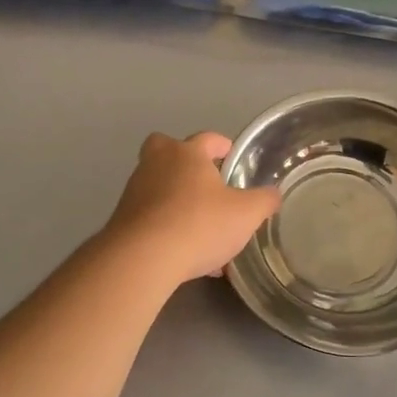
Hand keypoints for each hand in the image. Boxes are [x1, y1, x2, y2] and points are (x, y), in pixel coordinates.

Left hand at [103, 132, 281, 290]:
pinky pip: (153, 218)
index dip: (221, 146)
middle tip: (205, 182)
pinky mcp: (123, 220)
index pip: (207, 139)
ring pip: (160, 188)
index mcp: (186, 153)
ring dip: (178, 201)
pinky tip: (188, 255)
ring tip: (203, 230)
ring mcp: (135, 192)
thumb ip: (264, 200)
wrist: (143, 258)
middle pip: (167, 151)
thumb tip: (273, 194)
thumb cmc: (199, 224)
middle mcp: (156, 164)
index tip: (231, 155)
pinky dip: (168, 229)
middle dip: (185, 163)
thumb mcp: (246, 214)